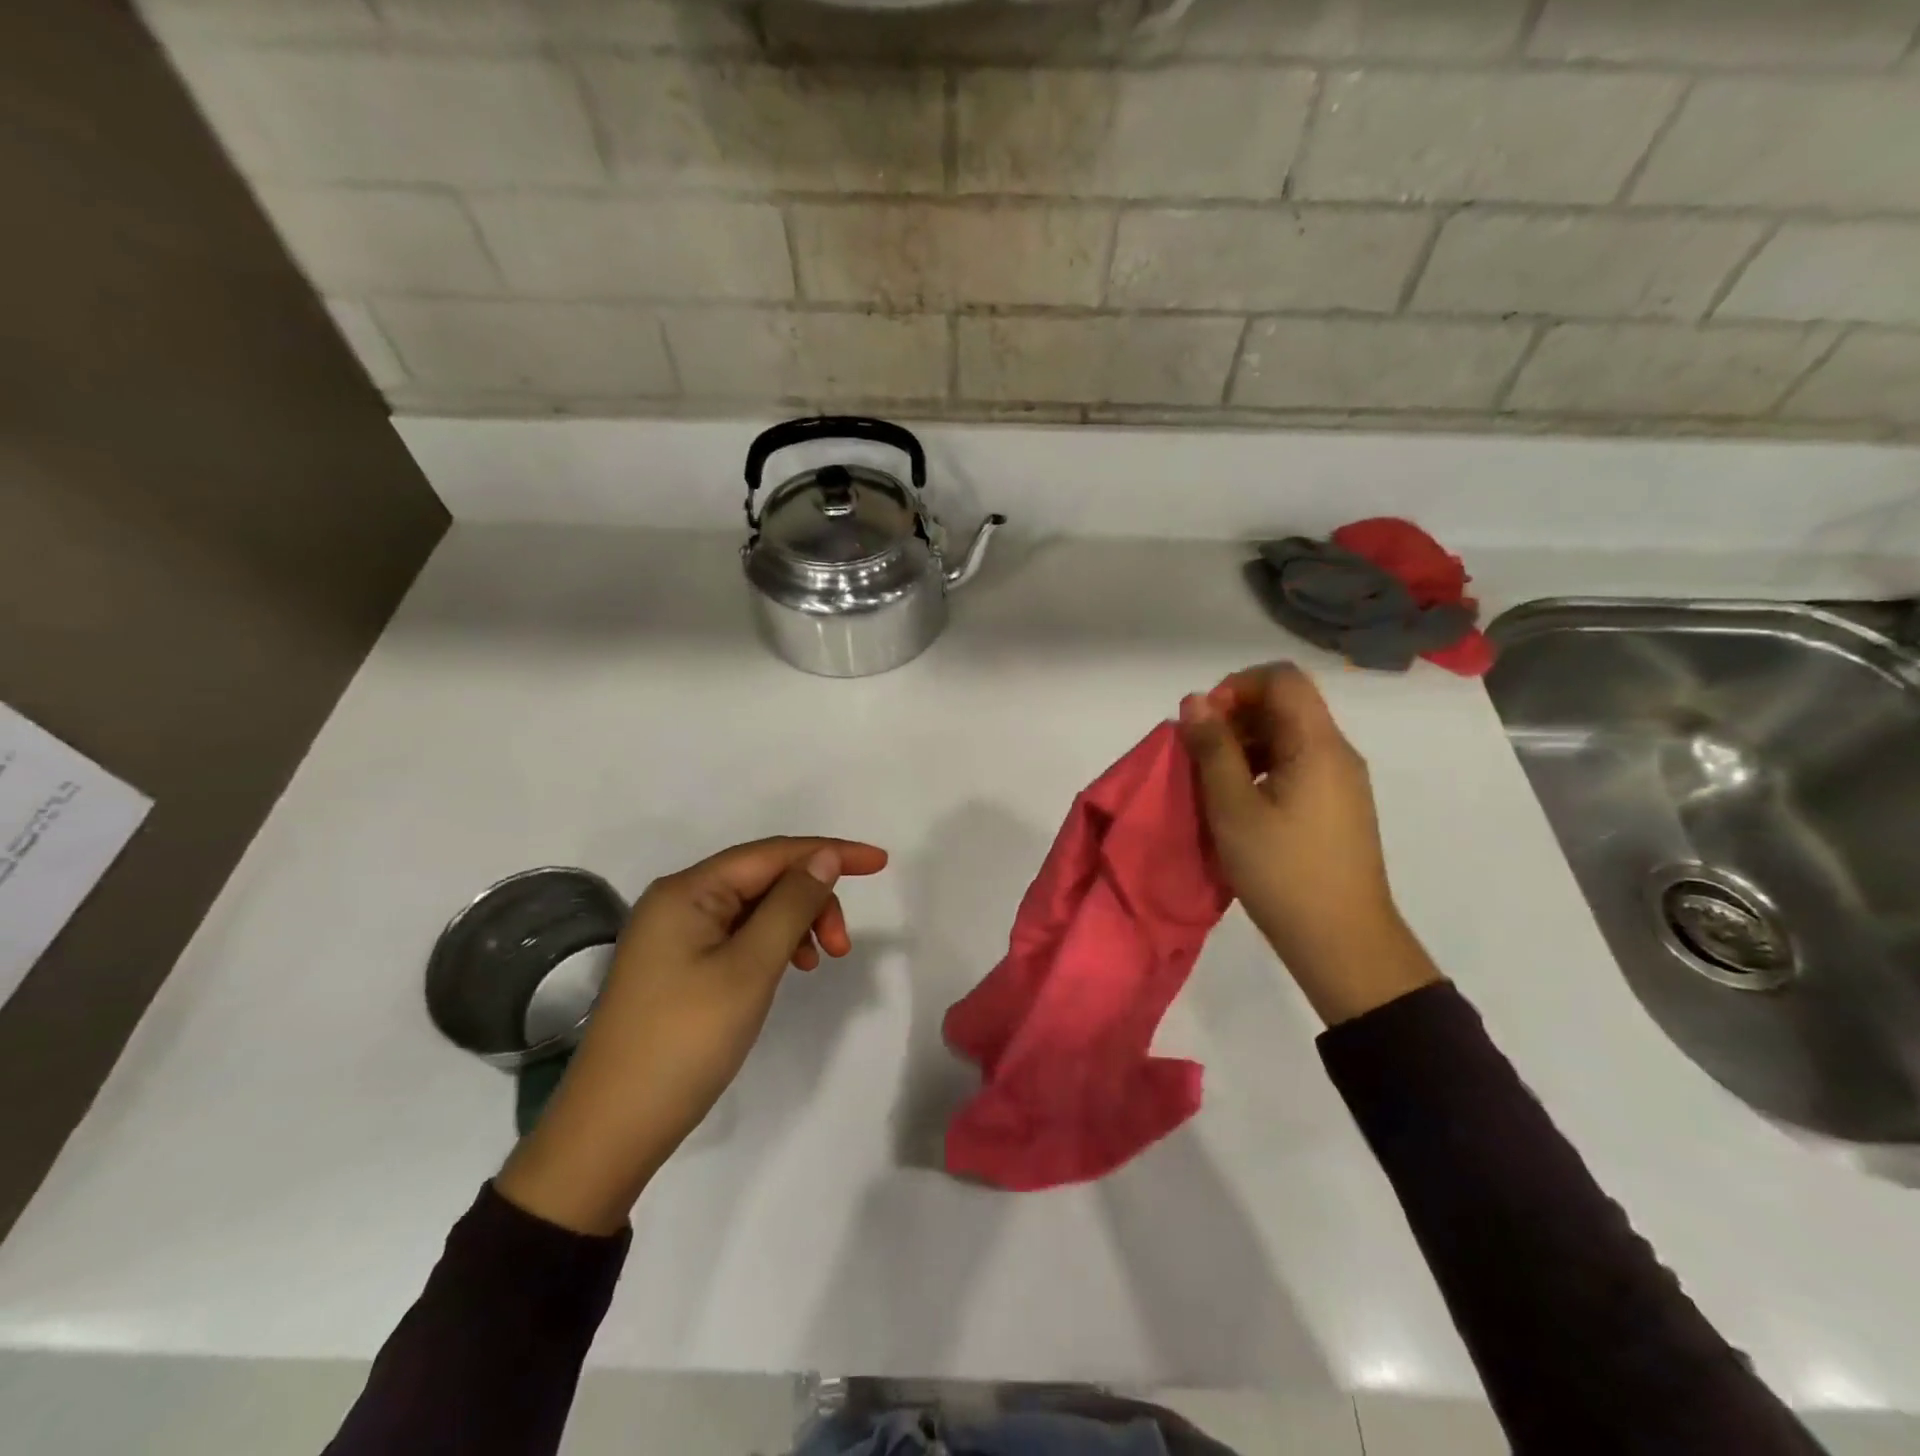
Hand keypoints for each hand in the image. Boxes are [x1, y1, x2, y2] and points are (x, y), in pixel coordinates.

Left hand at [497, 836, 888, 1233]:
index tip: (881, 863)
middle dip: (813, 900)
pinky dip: (774, 944)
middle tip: (842, 947)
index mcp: (688, 890)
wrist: (613, 1129)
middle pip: (764, 878)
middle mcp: (679, 901)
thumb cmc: (686, 1040)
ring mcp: (676, 934)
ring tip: (821, 962)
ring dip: (797, 923)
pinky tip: (790, 968)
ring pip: (755, 907)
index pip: (773, 853)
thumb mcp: (750, 967)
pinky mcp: (679, 965)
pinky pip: (739, 935)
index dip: (830, 852)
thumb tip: (825, 856)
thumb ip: (792, 904)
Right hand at [1179, 664, 1437, 1024]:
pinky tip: (1237, 801)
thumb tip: (1195, 700)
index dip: (1236, 686)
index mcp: (1318, 744)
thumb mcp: (1233, 808)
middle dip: (1235, 716)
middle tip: (1199, 754)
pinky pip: (1295, 764)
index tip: (1205, 724)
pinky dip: (1260, 767)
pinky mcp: (1336, 806)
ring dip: (1244, 743)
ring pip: (1288, 735)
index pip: (1281, 678)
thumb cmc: (1283, 871)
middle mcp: (1336, 752)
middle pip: (1285, 704)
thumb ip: (1213, 749)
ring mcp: (1340, 780)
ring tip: (1212, 781)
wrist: (1342, 942)